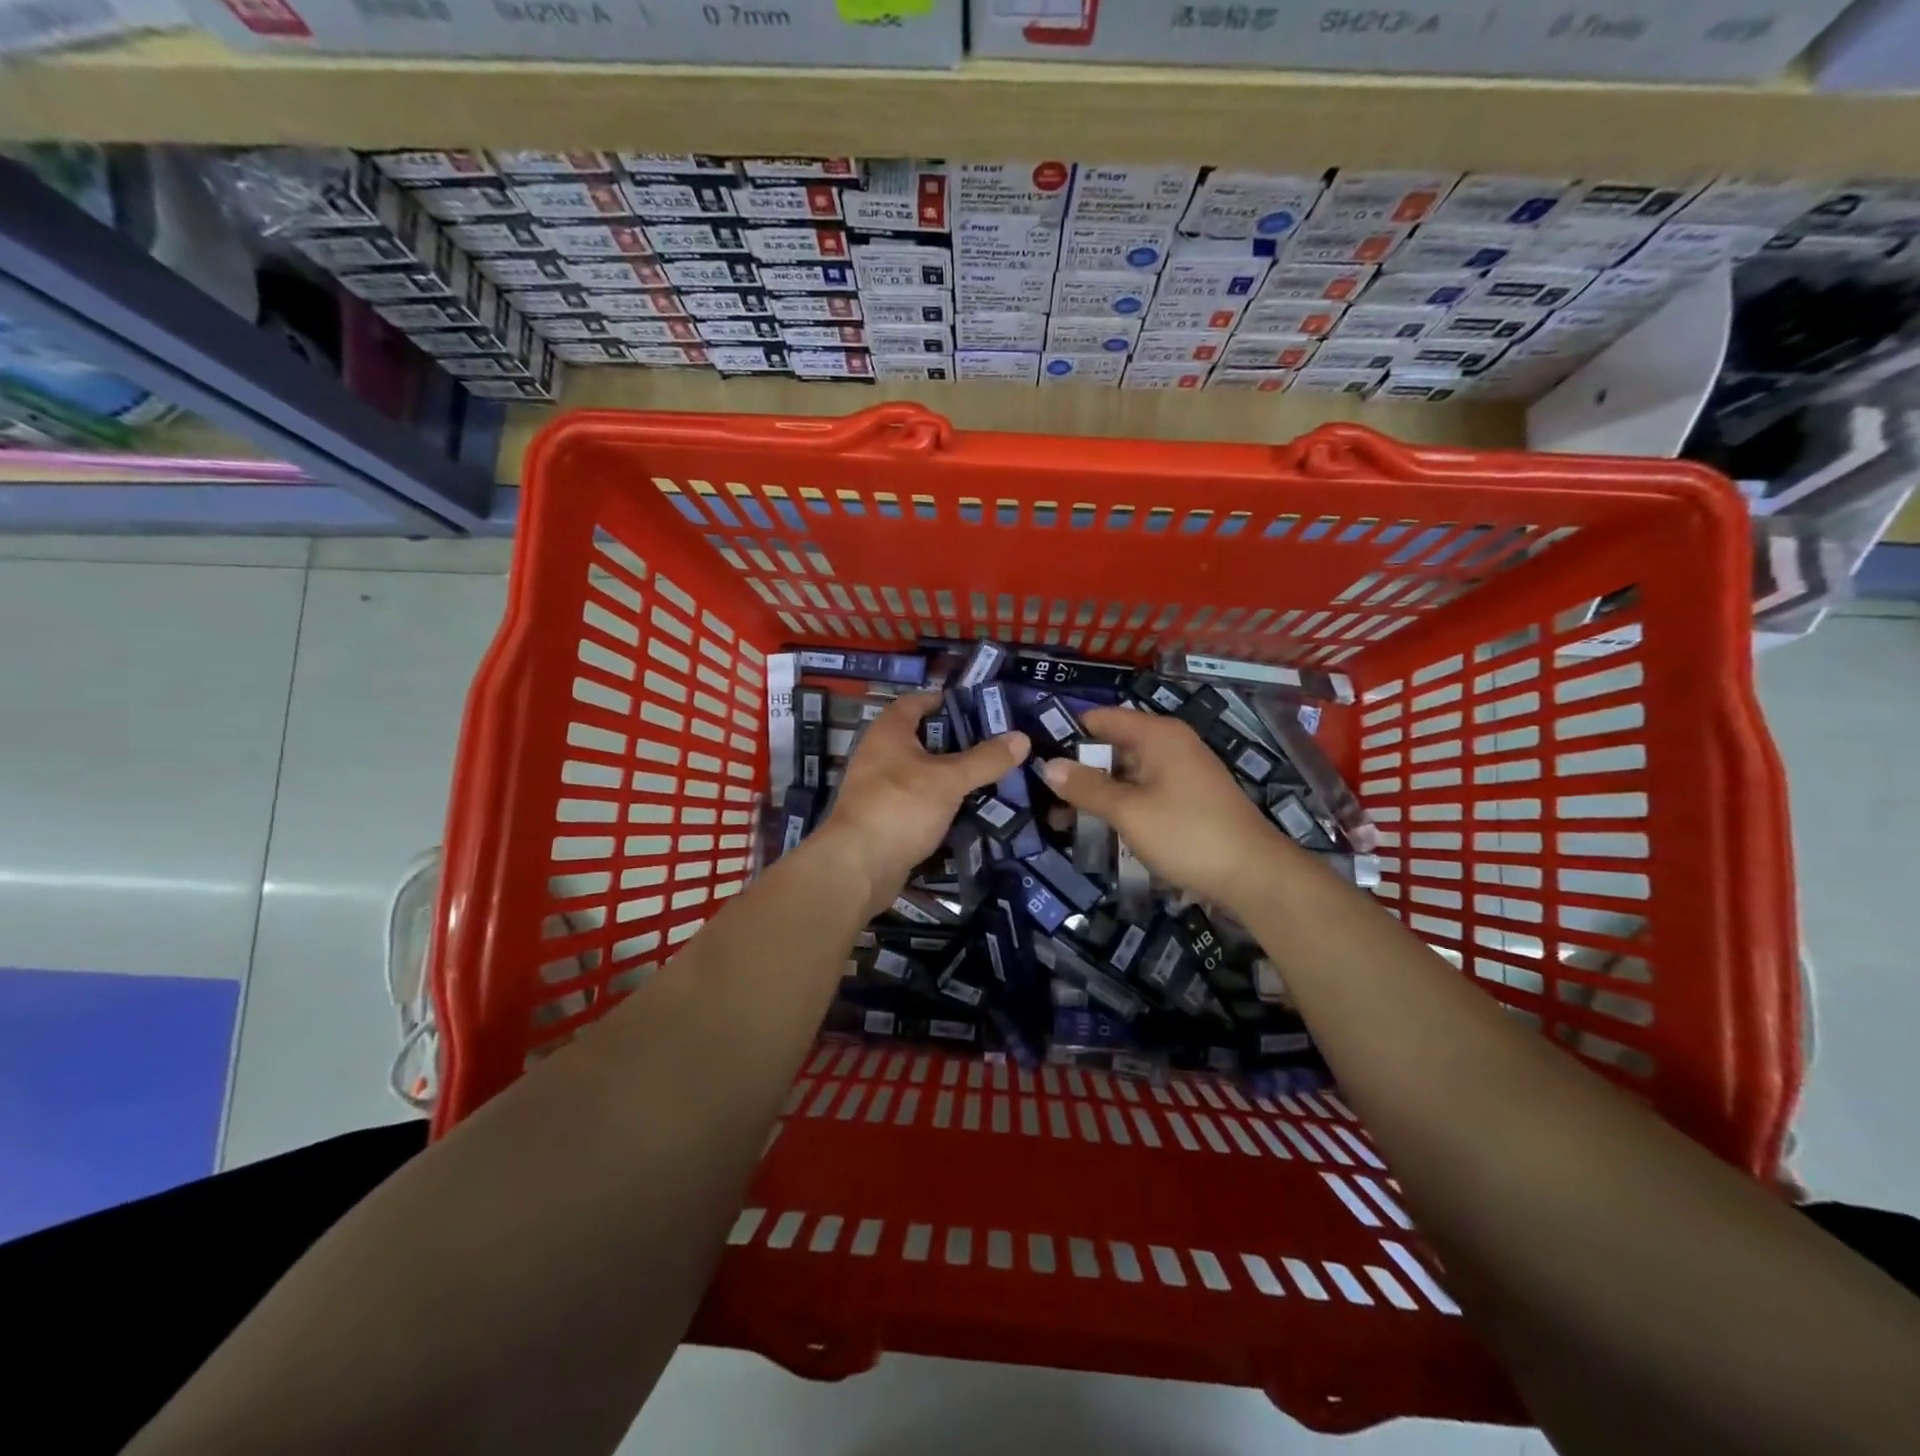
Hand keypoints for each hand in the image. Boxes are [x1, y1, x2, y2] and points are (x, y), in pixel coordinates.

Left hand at [816, 692, 1027, 918]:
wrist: (857, 867)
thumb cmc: (900, 807)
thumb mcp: (949, 780)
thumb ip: (985, 759)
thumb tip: (1022, 738)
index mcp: (888, 733)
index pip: (914, 702)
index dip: (941, 699)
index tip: (975, 705)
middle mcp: (879, 755)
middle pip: (920, 738)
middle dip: (954, 740)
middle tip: (993, 743)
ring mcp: (879, 789)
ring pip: (920, 773)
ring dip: (948, 773)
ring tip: (988, 774)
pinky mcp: (884, 819)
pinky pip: (917, 801)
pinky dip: (939, 801)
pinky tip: (966, 808)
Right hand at [1037, 707, 1292, 912]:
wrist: (1254, 876)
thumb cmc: (1187, 833)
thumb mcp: (1129, 811)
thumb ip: (1087, 787)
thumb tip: (1048, 766)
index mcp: (1158, 735)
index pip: (1102, 718)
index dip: (1069, 733)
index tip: (1036, 755)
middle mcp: (1171, 746)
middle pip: (1114, 747)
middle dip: (1080, 770)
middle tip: (1042, 796)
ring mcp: (1183, 774)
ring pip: (1128, 775)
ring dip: (1098, 794)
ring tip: (1062, 819)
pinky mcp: (1189, 801)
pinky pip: (1145, 794)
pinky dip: (1121, 807)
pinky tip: (1100, 831)